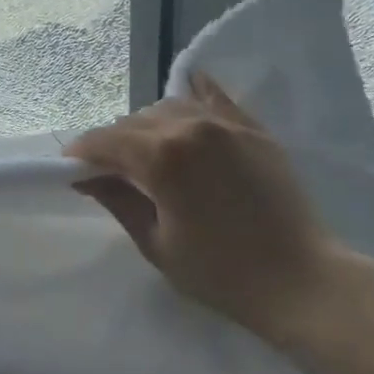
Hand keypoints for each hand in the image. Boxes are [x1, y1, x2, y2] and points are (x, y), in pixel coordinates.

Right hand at [67, 73, 368, 347]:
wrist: (303, 283)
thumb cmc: (221, 274)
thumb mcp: (156, 244)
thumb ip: (117, 200)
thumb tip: (86, 177)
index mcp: (162, 157)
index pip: (104, 141)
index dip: (81, 154)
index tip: (70, 170)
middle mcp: (190, 126)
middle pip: (134, 122)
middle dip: (114, 143)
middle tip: (108, 170)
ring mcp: (226, 123)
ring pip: (169, 107)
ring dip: (149, 124)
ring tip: (149, 149)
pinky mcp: (253, 129)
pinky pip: (215, 98)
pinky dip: (195, 94)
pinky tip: (187, 91)